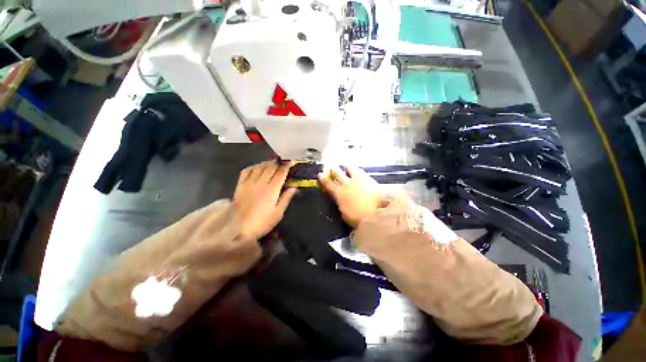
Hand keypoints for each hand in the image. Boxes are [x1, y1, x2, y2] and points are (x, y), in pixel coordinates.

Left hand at [233, 161, 296, 239]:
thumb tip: (294, 187)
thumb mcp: (278, 213)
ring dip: (267, 163)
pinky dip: (254, 166)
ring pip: (259, 167)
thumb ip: (286, 198)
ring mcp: (249, 183)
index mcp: (272, 189)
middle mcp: (261, 182)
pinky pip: (247, 171)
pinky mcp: (240, 185)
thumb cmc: (262, 222)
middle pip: (270, 167)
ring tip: (272, 163)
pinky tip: (257, 167)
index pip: (281, 173)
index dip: (286, 166)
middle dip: (278, 163)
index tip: (291, 161)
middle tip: (283, 161)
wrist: (239, 229)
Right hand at [318, 166, 388, 227]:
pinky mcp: (368, 178)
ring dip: (346, 167)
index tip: (320, 174)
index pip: (328, 184)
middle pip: (337, 173)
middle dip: (334, 170)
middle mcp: (347, 184)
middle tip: (332, 168)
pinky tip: (358, 171)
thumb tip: (340, 200)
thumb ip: (341, 204)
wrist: (377, 213)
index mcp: (339, 194)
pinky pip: (361, 171)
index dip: (323, 179)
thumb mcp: (344, 214)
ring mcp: (358, 179)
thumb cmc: (359, 218)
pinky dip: (357, 170)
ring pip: (350, 168)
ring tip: (346, 166)